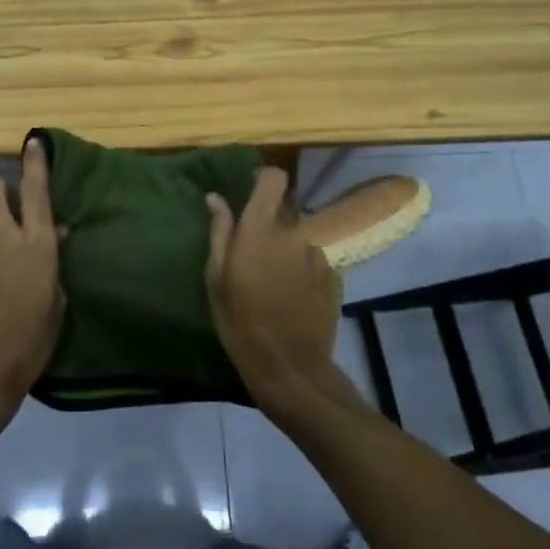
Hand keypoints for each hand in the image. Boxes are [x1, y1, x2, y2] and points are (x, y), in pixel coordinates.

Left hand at [0, 139, 64, 433]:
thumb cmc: (31, 341)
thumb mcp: (56, 301)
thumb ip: (51, 261)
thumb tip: (52, 234)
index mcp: (35, 243)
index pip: (36, 189)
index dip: (35, 161)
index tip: (34, 141)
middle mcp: (1, 237)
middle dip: (0, 189)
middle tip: (7, 209)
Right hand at [205, 167, 346, 420]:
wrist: (291, 369)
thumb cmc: (242, 323)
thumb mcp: (217, 279)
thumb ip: (220, 232)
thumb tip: (215, 198)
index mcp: (261, 229)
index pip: (273, 179)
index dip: (263, 181)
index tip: (250, 194)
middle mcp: (294, 234)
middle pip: (282, 214)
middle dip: (268, 229)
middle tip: (252, 261)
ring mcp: (317, 255)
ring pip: (297, 240)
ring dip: (286, 253)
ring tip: (273, 286)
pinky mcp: (333, 276)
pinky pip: (312, 263)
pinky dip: (301, 273)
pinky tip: (292, 300)